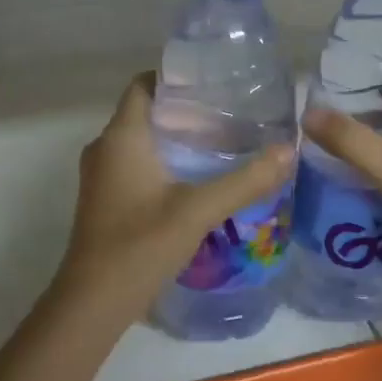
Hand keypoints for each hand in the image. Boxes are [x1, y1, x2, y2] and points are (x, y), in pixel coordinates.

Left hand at [55, 74, 294, 322]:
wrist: (93, 303)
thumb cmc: (140, 245)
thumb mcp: (198, 210)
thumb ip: (245, 180)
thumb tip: (288, 150)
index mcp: (120, 137)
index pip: (144, 84)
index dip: (177, 77)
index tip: (216, 82)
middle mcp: (106, 148)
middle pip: (147, 112)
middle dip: (186, 110)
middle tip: (232, 113)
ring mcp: (103, 177)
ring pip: (143, 142)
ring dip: (178, 138)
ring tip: (224, 142)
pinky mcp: (107, 201)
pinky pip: (139, 166)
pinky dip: (167, 163)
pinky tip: (200, 179)